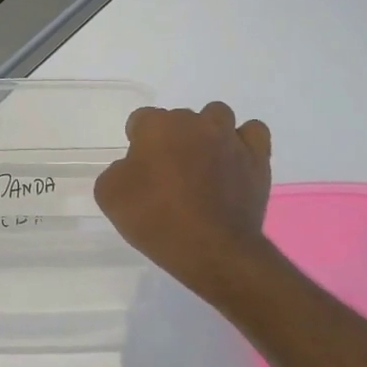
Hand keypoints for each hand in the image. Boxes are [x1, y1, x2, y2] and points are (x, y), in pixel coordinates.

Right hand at [94, 102, 277, 298]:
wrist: (211, 250)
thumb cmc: (155, 219)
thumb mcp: (109, 196)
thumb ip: (116, 171)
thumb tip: (132, 168)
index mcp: (157, 126)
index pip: (141, 119)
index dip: (137, 142)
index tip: (138, 168)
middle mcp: (194, 123)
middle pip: (178, 118)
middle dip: (172, 139)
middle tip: (168, 173)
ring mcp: (229, 138)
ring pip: (216, 116)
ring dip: (207, 133)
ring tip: (203, 162)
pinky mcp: (257, 158)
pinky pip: (253, 132)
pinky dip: (243, 141)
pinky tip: (234, 160)